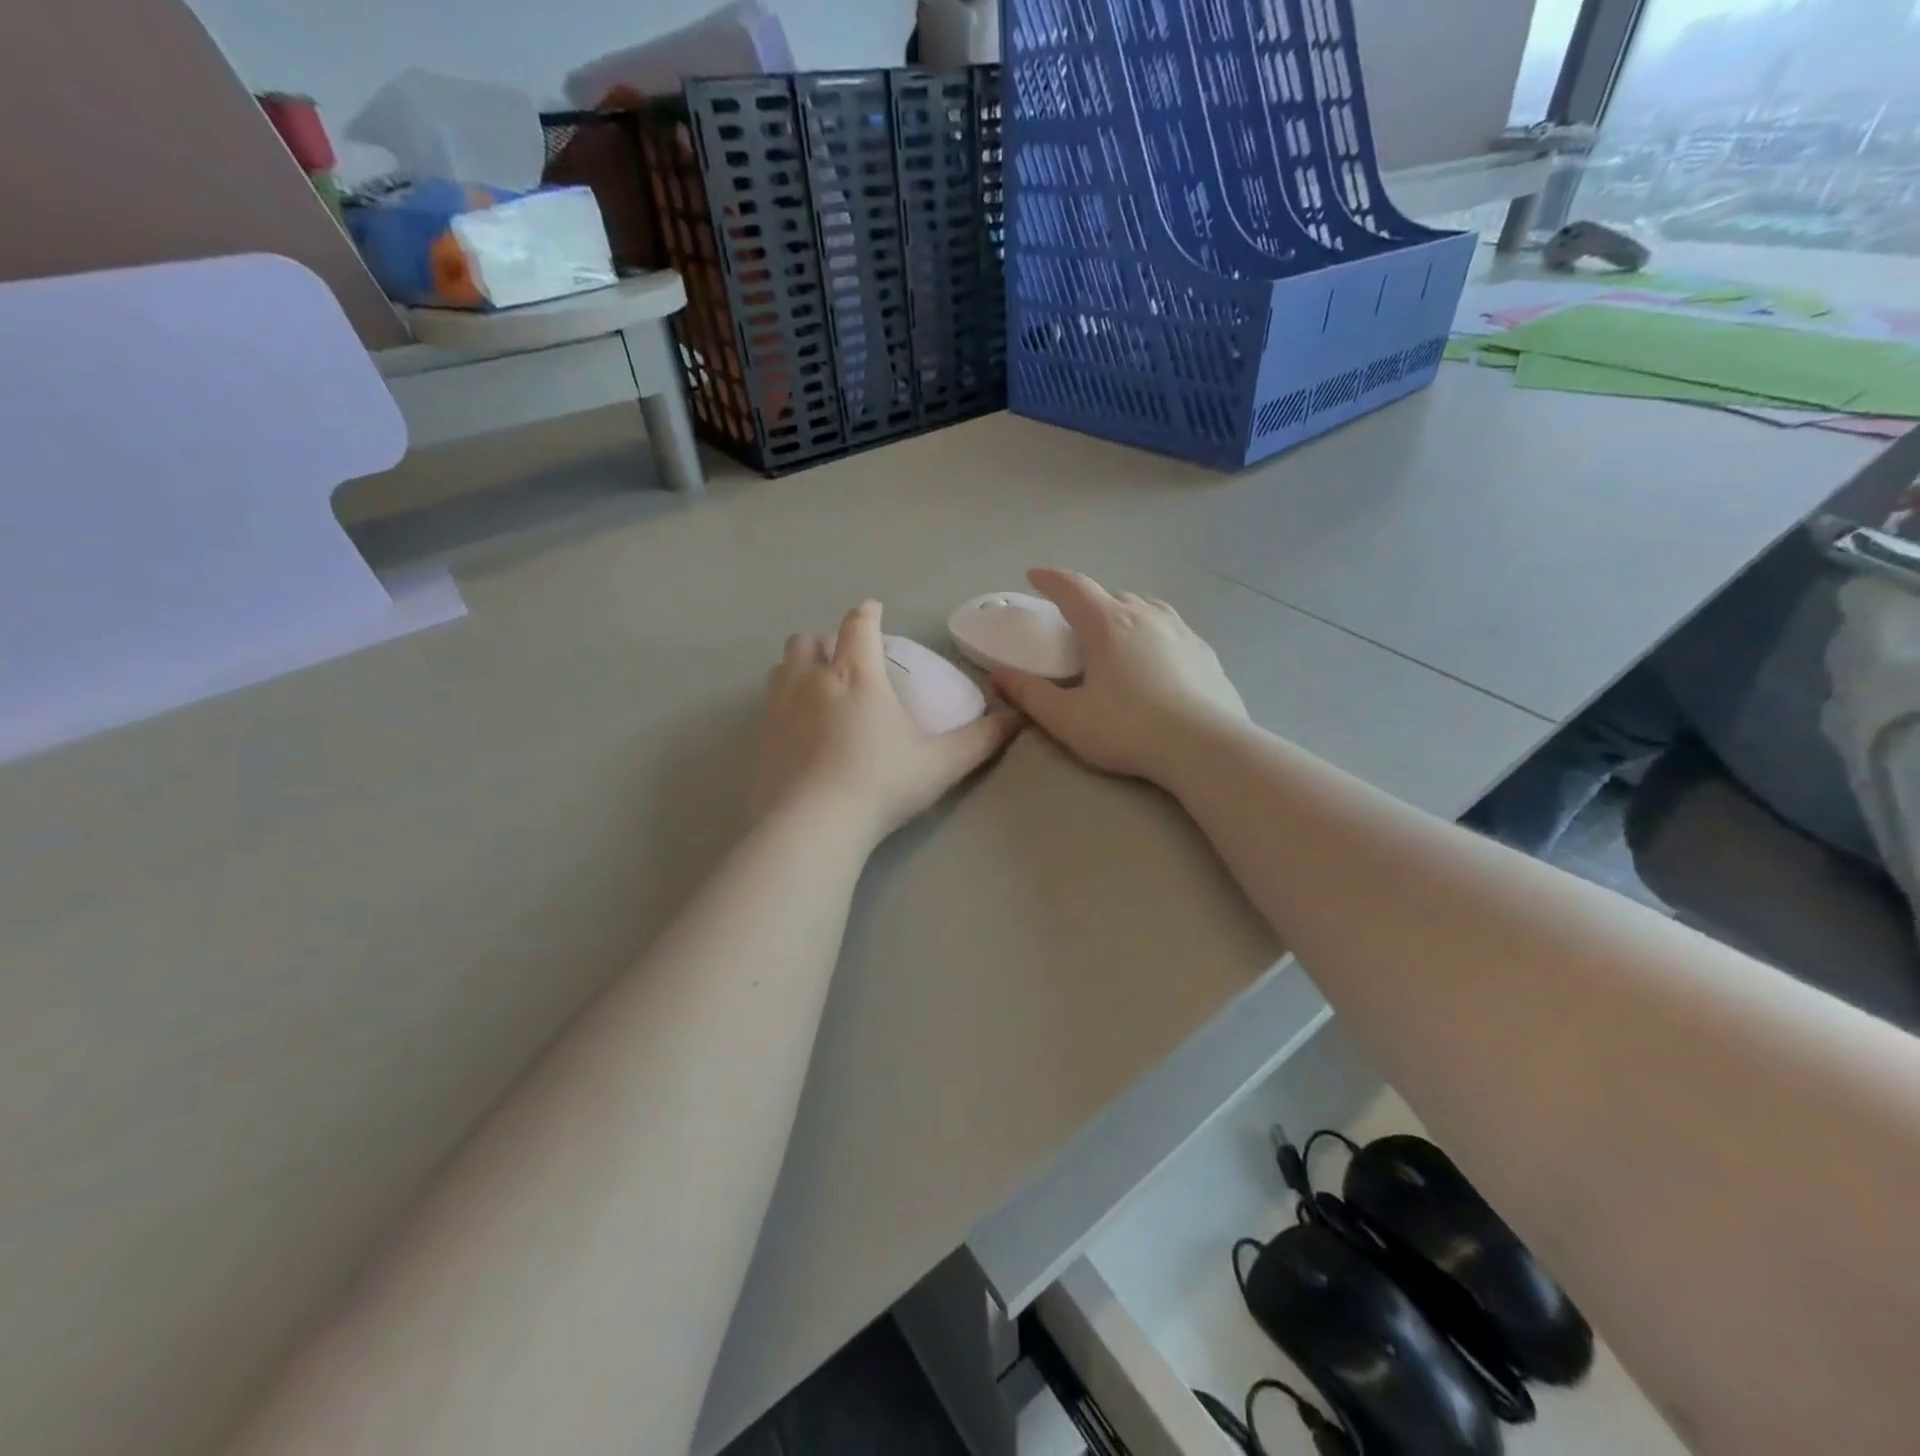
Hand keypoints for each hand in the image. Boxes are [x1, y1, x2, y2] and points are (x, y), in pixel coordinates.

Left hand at [754, 600, 1019, 843]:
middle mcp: (812, 679)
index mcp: (857, 674)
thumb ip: (982, 738)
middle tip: (843, 661)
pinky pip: (768, 705)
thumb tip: (1017, 716)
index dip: (867, 613)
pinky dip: (782, 703)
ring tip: (816, 688)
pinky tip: (797, 729)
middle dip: (825, 642)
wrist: (813, 825)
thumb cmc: (883, 783)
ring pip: (781, 667)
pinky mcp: (760, 738)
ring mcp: (779, 708)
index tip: (874, 611)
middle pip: (808, 640)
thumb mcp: (942, 763)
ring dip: (798, 667)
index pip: (858, 625)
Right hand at [990, 568, 1248, 783]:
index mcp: (1106, 625)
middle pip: (1110, 595)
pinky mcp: (1204, 651)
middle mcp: (1144, 615)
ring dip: (1124, 612)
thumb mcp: (1067, 718)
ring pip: (1145, 607)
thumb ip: (1029, 695)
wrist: (1204, 746)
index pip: (1072, 587)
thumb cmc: (1128, 729)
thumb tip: (998, 676)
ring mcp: (1180, 630)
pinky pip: (1171, 628)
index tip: (1034, 575)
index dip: (1050, 579)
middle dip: (1087, 601)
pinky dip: (1153, 632)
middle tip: (1075, 622)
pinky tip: (1155, 658)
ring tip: (1116, 633)